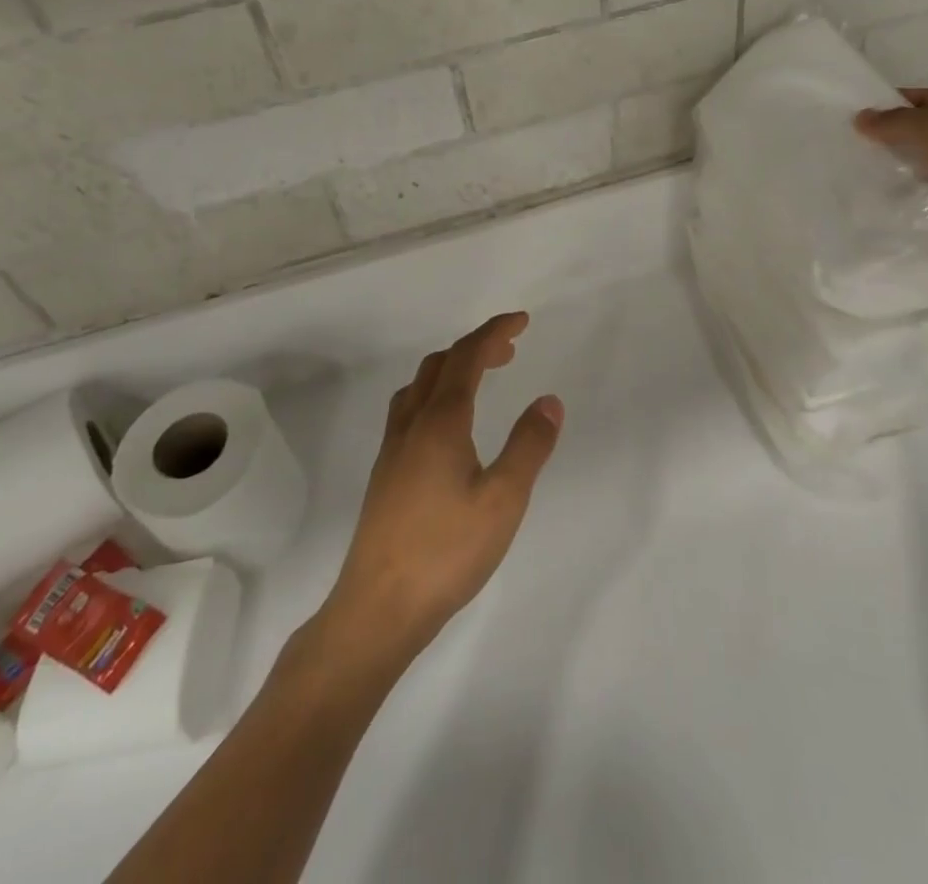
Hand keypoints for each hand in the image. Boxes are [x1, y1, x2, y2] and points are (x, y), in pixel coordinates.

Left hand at [321, 313, 562, 662]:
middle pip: (441, 364)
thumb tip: (549, 400)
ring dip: (452, 367)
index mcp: (441, 421)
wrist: (378, 607)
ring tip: (480, 377)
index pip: (468, 356)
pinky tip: (448, 425)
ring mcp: (393, 448)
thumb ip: (529, 445)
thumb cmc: (446, 551)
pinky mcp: (386, 473)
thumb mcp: (504, 499)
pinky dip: (436, 393)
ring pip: (420, 385)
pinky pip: (410, 408)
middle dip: (476, 346)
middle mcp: (412, 424)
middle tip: (510, 349)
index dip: (495, 332)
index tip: (521, 320)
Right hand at [854, 88, 927, 265]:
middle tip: (849, 154)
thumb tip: (859, 118)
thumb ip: (895, 123)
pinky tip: (885, 212)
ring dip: (900, 179)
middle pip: (922, 138)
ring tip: (858, 186)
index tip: (856, 117)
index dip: (891, 104)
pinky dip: (915, 208)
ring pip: (925, 173)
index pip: (922, 101)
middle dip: (890, 144)